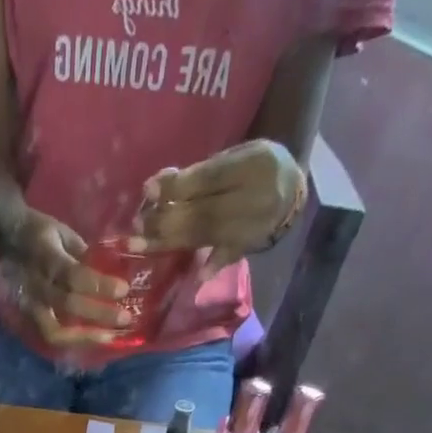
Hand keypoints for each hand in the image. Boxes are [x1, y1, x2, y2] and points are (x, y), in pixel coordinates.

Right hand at [0, 207, 131, 347]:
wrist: (5, 239)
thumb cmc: (41, 233)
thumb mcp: (64, 233)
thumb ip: (88, 253)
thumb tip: (121, 263)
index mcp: (45, 256)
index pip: (73, 275)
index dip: (99, 285)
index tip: (124, 289)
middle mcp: (36, 285)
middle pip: (68, 306)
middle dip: (99, 314)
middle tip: (125, 318)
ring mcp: (29, 306)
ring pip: (55, 331)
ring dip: (84, 337)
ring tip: (109, 337)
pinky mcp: (28, 319)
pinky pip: (52, 336)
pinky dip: (73, 341)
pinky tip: (93, 338)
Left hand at [131, 139, 304, 270]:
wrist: (294, 193)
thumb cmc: (255, 169)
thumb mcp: (235, 156)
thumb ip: (200, 173)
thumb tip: (157, 187)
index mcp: (253, 164)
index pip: (209, 178)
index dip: (177, 186)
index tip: (147, 190)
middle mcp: (255, 196)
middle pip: (204, 210)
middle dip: (167, 218)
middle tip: (137, 225)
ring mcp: (255, 224)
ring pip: (208, 234)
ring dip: (172, 241)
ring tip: (142, 244)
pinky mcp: (251, 245)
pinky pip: (229, 256)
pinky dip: (214, 264)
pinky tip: (197, 276)